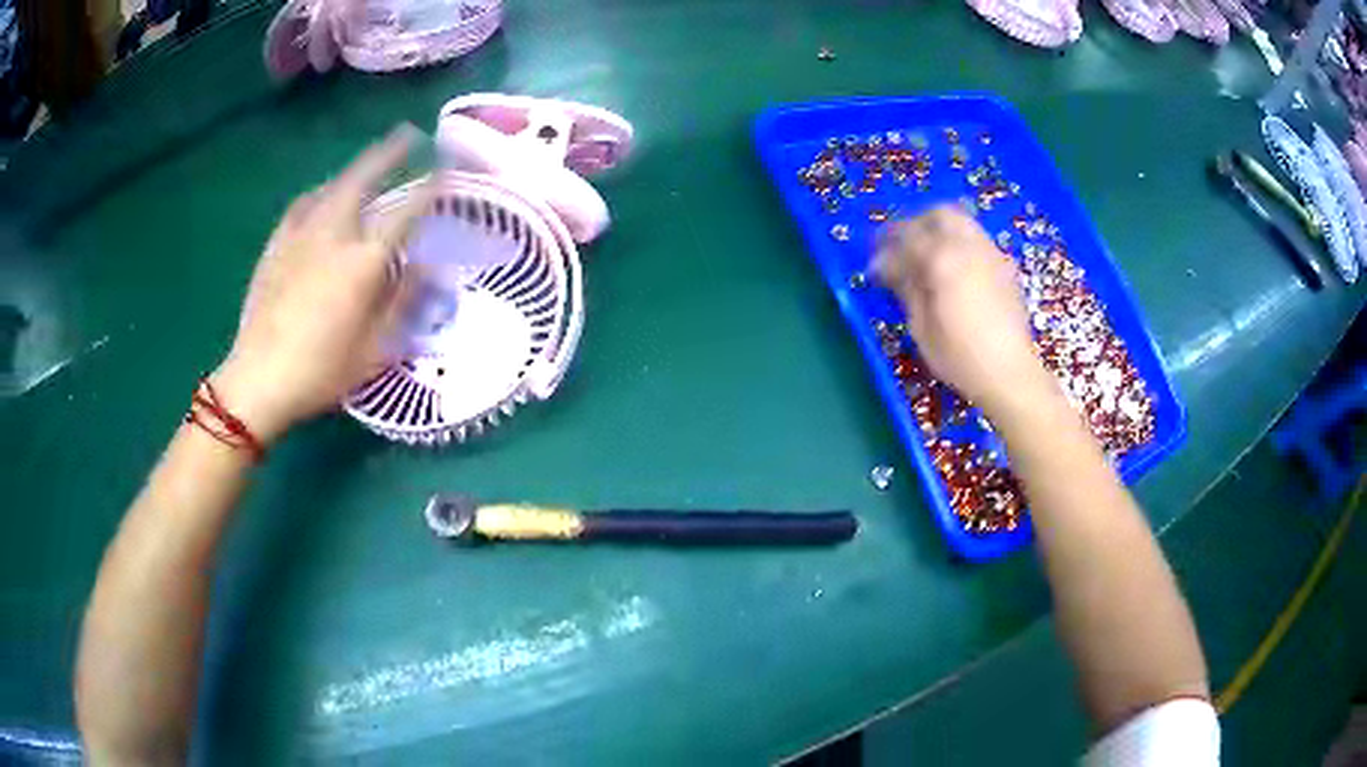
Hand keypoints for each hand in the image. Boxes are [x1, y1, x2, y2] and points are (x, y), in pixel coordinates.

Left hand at [211, 125, 431, 442]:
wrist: (257, 380)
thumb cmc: (320, 372)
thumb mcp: (374, 351)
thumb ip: (404, 304)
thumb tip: (429, 268)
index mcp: (363, 263)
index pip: (406, 212)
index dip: (431, 186)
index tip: (448, 167)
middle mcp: (334, 235)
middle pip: (364, 178)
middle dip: (390, 152)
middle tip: (410, 134)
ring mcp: (301, 235)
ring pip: (334, 185)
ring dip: (357, 167)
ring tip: (371, 161)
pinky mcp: (277, 244)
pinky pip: (304, 203)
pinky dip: (323, 191)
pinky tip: (325, 194)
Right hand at [872, 206, 1053, 416]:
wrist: (1011, 374)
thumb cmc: (960, 357)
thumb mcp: (922, 327)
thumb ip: (906, 288)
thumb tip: (889, 268)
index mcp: (943, 259)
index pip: (907, 238)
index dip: (885, 250)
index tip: (874, 267)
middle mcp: (969, 246)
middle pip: (939, 214)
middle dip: (915, 224)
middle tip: (900, 247)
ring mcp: (991, 254)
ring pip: (963, 222)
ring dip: (940, 230)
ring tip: (927, 256)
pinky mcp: (1005, 268)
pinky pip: (978, 240)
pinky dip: (960, 244)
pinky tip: (954, 270)